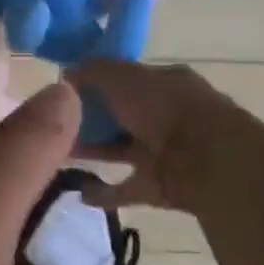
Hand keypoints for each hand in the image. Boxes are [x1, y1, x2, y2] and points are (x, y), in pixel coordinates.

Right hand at [67, 59, 244, 211]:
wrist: (209, 162)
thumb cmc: (164, 108)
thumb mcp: (123, 76)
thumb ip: (93, 72)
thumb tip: (66, 73)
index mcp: (164, 83)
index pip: (125, 78)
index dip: (95, 83)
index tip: (63, 92)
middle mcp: (166, 115)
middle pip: (121, 115)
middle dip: (89, 119)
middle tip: (53, 125)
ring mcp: (165, 152)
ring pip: (121, 149)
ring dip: (92, 151)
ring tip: (56, 155)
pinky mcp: (161, 186)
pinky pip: (126, 188)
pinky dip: (104, 192)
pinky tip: (78, 193)